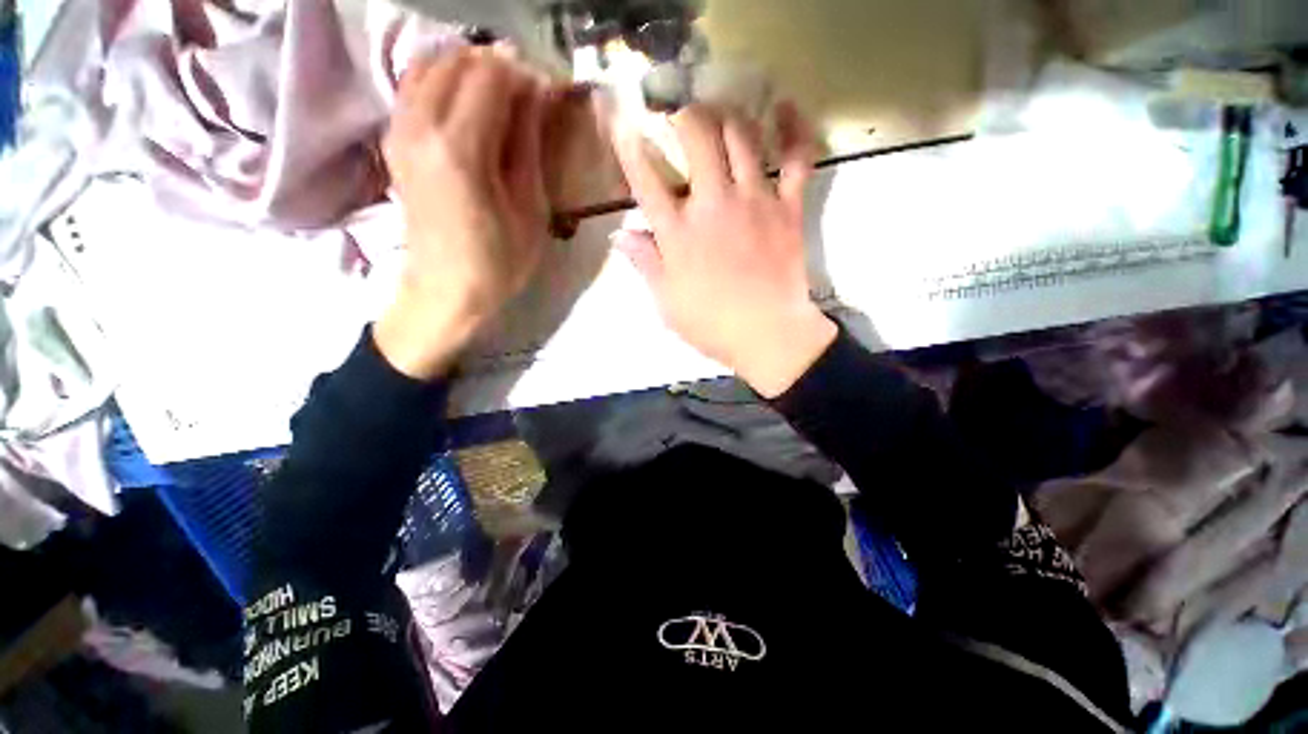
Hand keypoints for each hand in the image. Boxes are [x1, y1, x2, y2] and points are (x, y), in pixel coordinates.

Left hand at [375, 47, 556, 379]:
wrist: (445, 291)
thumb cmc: (498, 262)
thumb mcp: (529, 209)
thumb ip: (528, 144)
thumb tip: (536, 92)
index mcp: (459, 149)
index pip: (491, 75)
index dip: (524, 75)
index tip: (548, 93)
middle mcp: (420, 126)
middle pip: (458, 61)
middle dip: (498, 65)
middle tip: (529, 94)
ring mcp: (399, 130)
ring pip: (431, 65)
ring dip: (470, 69)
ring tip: (503, 97)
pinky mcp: (393, 141)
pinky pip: (415, 86)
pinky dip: (445, 81)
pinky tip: (470, 107)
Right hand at [612, 103, 837, 397]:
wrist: (768, 334)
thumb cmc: (711, 324)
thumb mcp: (666, 303)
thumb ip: (645, 264)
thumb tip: (621, 235)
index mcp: (679, 233)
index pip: (647, 180)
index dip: (631, 147)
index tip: (622, 121)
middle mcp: (713, 204)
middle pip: (697, 138)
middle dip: (685, 115)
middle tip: (680, 112)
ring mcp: (754, 200)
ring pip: (741, 137)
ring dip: (727, 115)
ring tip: (719, 109)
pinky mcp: (788, 208)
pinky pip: (797, 159)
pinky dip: (794, 130)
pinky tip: (784, 109)